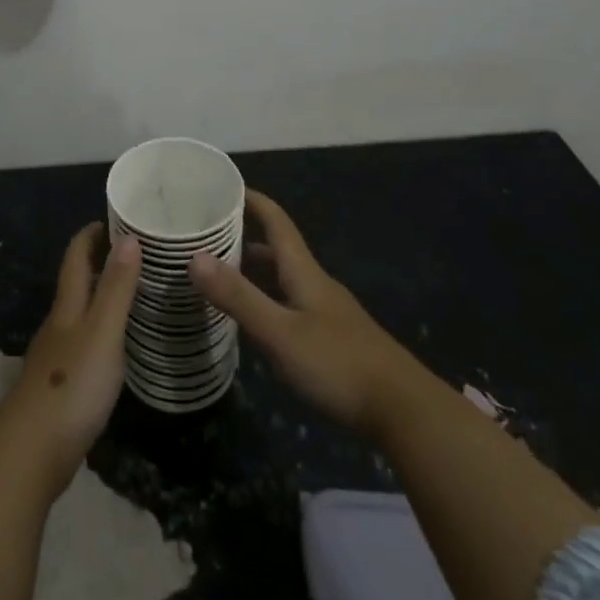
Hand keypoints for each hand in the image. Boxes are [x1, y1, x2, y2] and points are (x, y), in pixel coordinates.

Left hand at [5, 224, 141, 483]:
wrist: (31, 452)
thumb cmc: (72, 385)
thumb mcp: (102, 332)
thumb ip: (116, 288)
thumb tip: (128, 236)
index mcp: (67, 306)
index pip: (75, 256)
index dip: (90, 234)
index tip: (115, 218)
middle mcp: (58, 324)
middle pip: (75, 282)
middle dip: (98, 260)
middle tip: (135, 250)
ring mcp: (56, 356)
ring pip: (78, 312)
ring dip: (100, 295)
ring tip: (133, 291)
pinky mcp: (60, 385)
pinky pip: (83, 341)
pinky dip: (100, 329)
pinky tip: (116, 343)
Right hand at [189, 190, 417, 436]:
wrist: (405, 412)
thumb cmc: (338, 364)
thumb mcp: (280, 333)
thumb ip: (238, 297)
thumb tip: (194, 257)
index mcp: (304, 272)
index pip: (276, 222)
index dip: (253, 200)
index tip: (224, 187)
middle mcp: (316, 285)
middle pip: (278, 250)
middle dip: (244, 238)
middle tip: (206, 237)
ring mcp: (328, 313)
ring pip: (285, 280)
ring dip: (255, 271)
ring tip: (220, 276)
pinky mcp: (334, 340)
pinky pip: (291, 305)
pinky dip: (267, 300)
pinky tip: (255, 322)